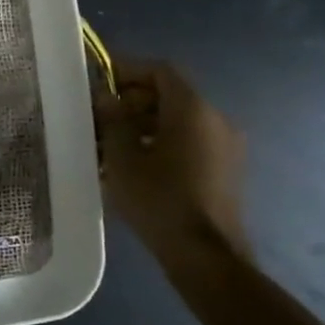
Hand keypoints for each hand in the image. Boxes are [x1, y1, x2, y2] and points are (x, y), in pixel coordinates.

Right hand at [93, 60, 249, 278]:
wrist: (204, 255)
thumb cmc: (159, 199)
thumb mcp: (122, 157)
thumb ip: (112, 119)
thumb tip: (105, 97)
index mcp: (193, 109)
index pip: (160, 70)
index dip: (127, 69)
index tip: (98, 81)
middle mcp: (215, 119)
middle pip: (170, 94)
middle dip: (132, 99)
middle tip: (100, 116)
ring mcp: (225, 146)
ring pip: (178, 119)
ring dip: (144, 122)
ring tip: (111, 142)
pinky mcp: (225, 169)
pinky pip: (190, 140)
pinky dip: (162, 140)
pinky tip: (135, 163)